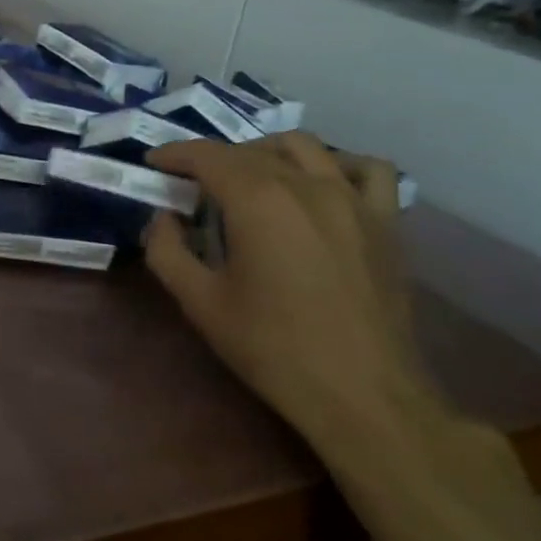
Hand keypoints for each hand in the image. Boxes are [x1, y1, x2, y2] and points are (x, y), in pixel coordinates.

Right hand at [143, 135, 445, 464]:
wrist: (361, 393)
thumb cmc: (272, 347)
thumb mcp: (200, 303)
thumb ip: (167, 251)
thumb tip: (162, 219)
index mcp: (258, 201)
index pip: (208, 156)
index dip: (175, 153)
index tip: (154, 162)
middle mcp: (307, 185)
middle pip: (251, 151)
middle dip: (213, 159)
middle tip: (190, 185)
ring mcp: (353, 200)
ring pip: (306, 147)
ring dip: (266, 151)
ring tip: (249, 176)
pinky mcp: (385, 222)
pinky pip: (365, 170)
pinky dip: (337, 164)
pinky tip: (320, 184)